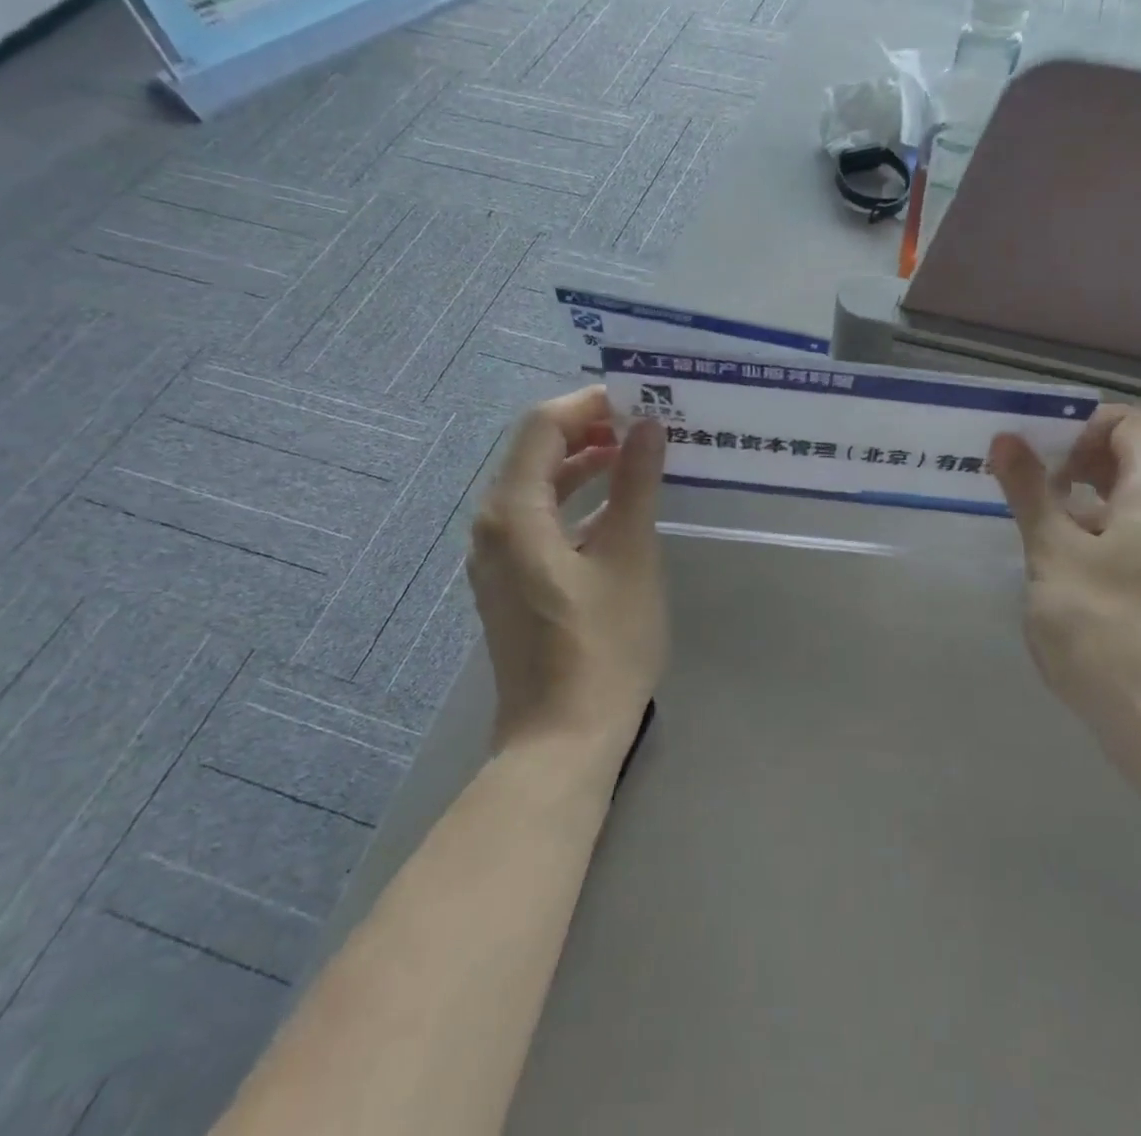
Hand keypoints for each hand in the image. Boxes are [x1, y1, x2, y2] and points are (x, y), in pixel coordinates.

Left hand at [467, 387, 667, 752]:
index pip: (543, 426)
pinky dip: (576, 501)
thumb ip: (635, 483)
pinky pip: (539, 519)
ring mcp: (496, 556)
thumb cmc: (603, 644)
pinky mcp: (511, 581)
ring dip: (585, 465)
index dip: (589, 404)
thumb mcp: (629, 555)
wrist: (562, 738)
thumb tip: (648, 426)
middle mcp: (492, 525)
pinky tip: (618, 508)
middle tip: (646, 425)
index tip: (639, 401)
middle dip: (590, 430)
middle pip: (536, 452)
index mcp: (513, 511)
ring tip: (638, 457)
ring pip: (538, 486)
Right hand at [990, 404, 1140, 761]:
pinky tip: (1050, 561)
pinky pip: (1125, 532)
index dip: (1077, 425)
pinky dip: (1087, 529)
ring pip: (1120, 497)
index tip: (1033, 453)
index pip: (1126, 421)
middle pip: (1124, 456)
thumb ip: (1029, 491)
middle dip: (1067, 459)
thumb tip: (1006, 440)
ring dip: (1072, 497)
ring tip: (1025, 520)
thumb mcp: (1053, 552)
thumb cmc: (1107, 625)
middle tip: (1018, 482)